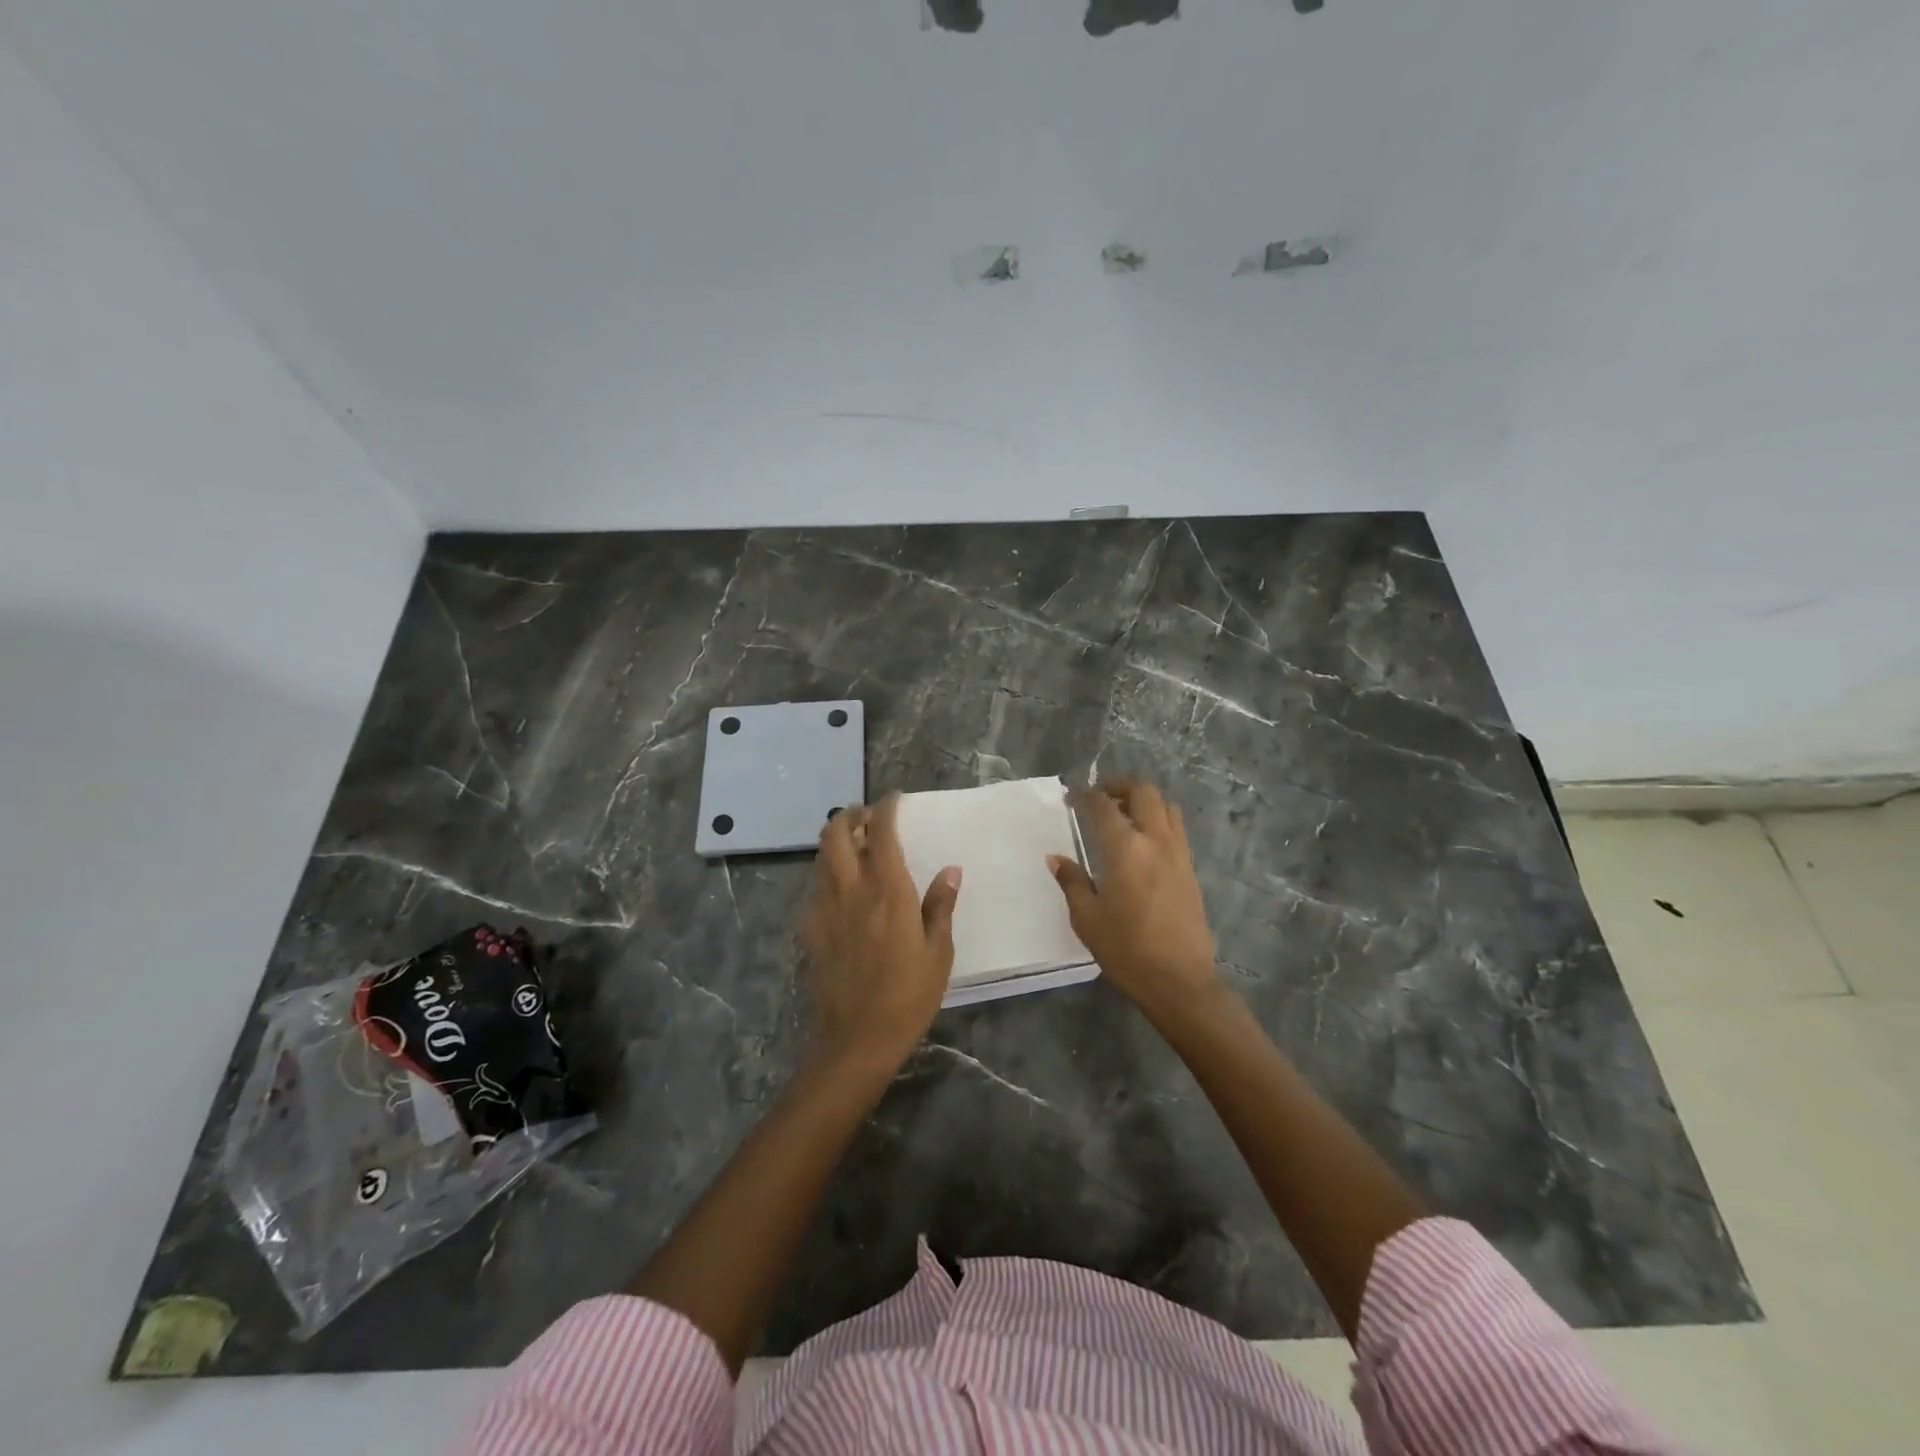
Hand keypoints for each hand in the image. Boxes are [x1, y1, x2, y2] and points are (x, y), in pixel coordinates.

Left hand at [801, 795, 961, 1077]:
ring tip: (856, 845)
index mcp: (888, 891)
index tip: (894, 800)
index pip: (881, 833)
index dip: (885, 809)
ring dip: (836, 840)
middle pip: (835, 833)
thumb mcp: (938, 952)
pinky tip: (844, 888)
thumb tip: (951, 870)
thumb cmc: (908, 996)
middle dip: (850, 816)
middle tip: (868, 818)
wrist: (855, 1039)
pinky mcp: (810, 929)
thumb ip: (941, 906)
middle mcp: (851, 890)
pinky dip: (828, 872)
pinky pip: (816, 885)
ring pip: (821, 856)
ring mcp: (824, 908)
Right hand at [1049, 780, 1220, 1025]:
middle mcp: (1156, 841)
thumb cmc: (1127, 951)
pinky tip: (1143, 841)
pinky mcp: (1190, 870)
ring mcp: (1179, 854)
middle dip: (1120, 786)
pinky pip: (1176, 829)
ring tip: (1123, 813)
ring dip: (1143, 801)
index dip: (1085, 796)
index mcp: (1126, 850)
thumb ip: (1072, 882)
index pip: (1104, 807)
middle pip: (1144, 793)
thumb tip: (1056, 858)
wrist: (1180, 981)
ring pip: (1166, 807)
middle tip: (1100, 795)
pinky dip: (1159, 820)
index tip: (1071, 796)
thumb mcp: (1087, 919)